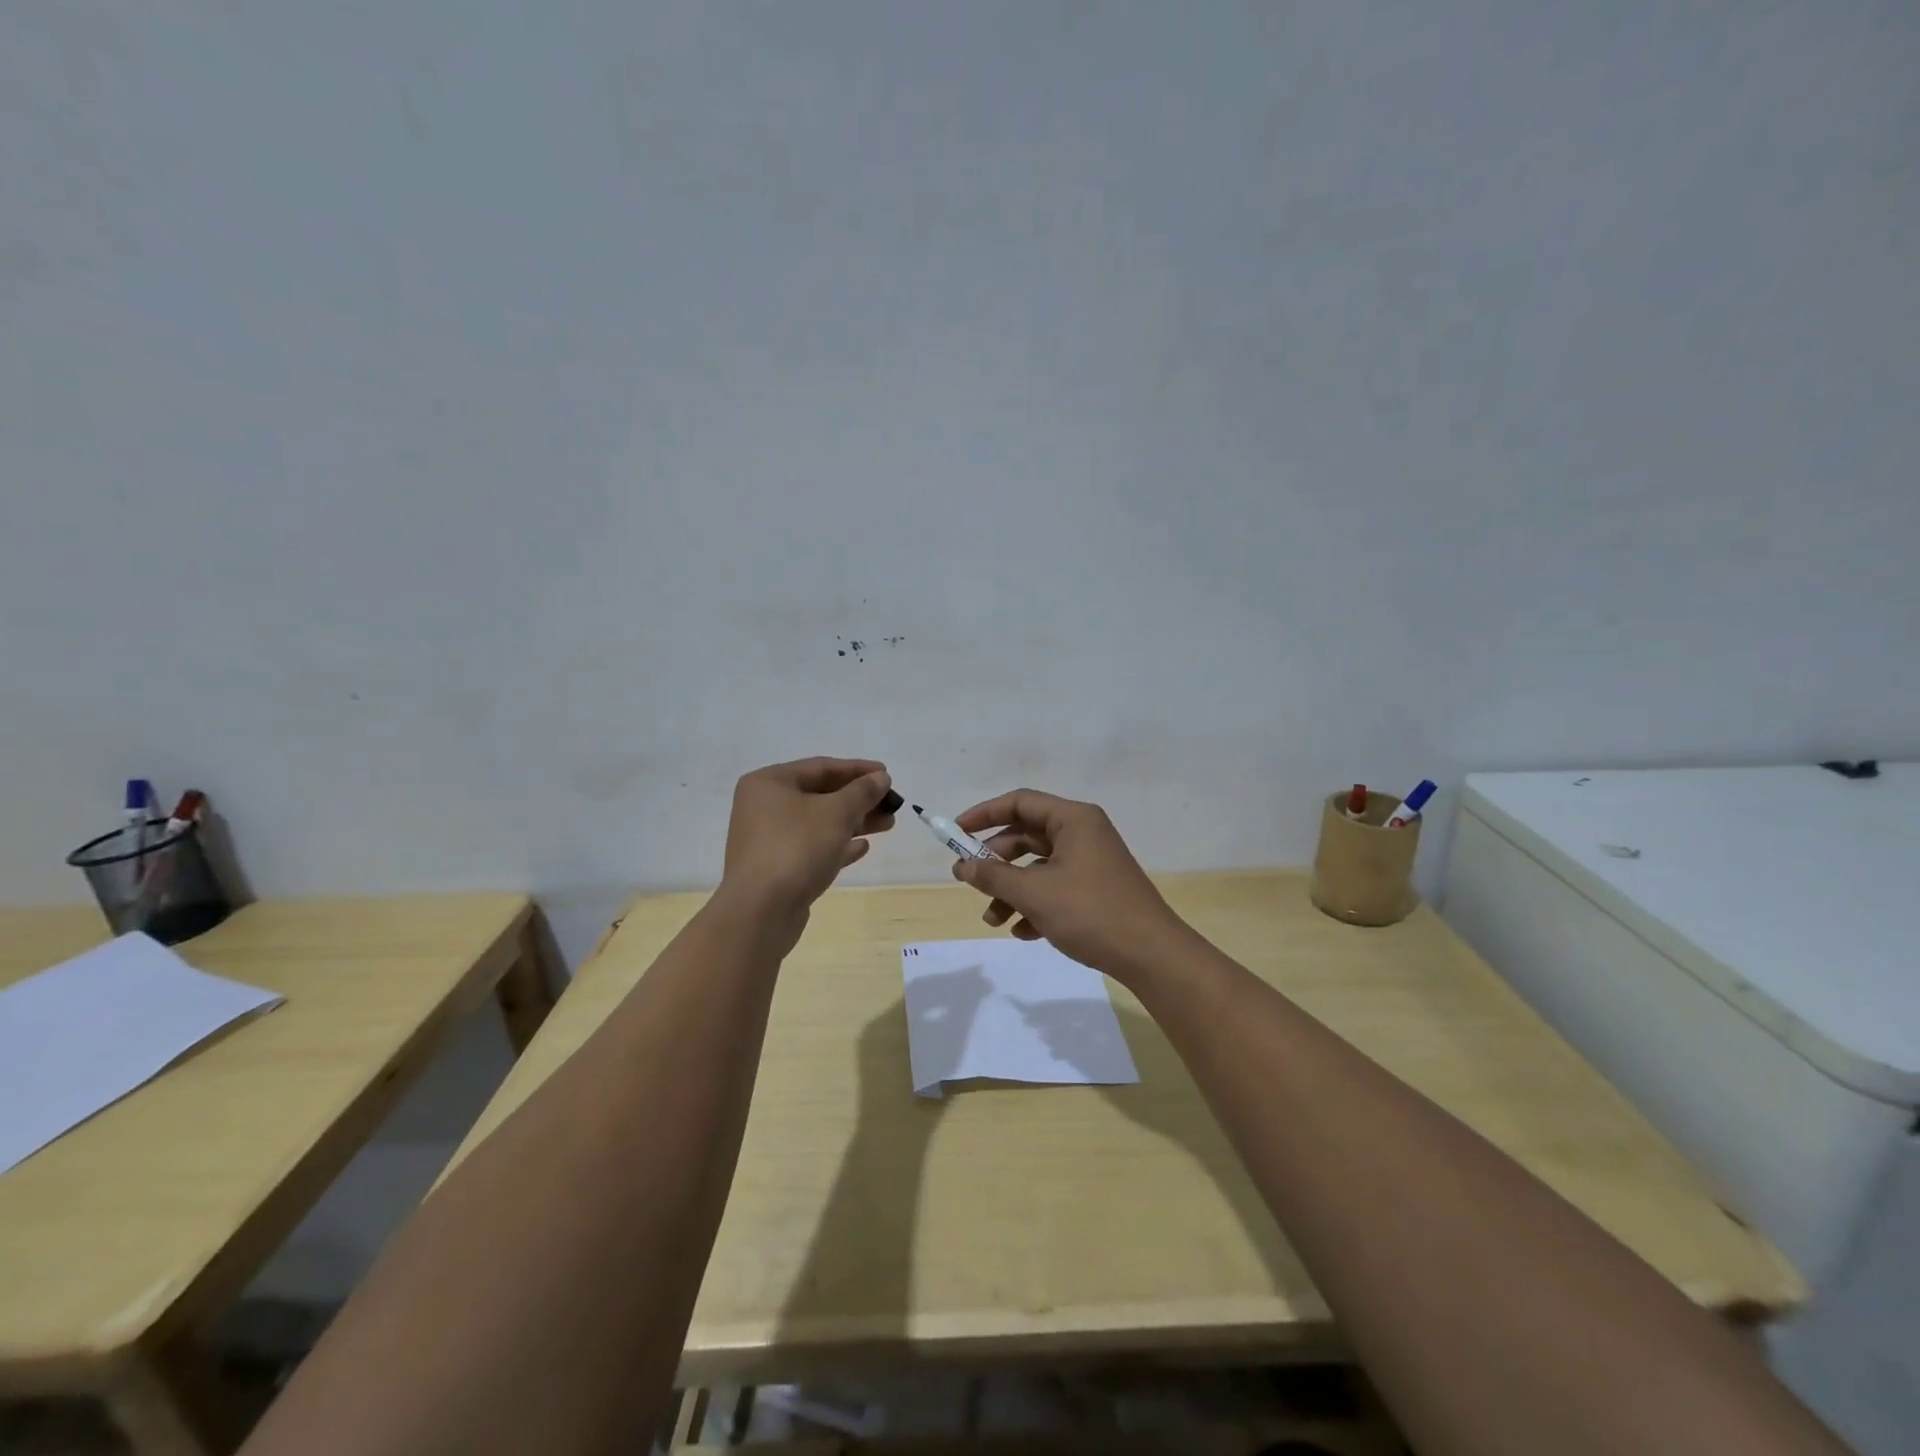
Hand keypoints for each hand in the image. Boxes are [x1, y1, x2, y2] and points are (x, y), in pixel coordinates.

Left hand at [720, 758, 895, 931]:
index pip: (821, 767)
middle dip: (859, 799)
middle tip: (892, 804)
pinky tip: (862, 848)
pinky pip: (812, 848)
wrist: (760, 912)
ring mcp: (768, 840)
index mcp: (769, 783)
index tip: (887, 775)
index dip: (857, 769)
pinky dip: (837, 845)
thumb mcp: (836, 813)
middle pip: (820, 795)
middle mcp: (764, 807)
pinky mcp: (776, 868)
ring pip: (819, 823)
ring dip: (854, 822)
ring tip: (888, 824)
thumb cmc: (796, 848)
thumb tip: (880, 777)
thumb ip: (862, 792)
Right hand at [948, 788, 1187, 981]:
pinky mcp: (1096, 890)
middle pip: (1026, 836)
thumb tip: (962, 867)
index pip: (1019, 802)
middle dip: (995, 862)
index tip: (955, 833)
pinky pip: (1055, 888)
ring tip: (993, 920)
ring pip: (1038, 867)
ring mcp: (1091, 862)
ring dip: (1012, 891)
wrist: (1151, 955)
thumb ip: (993, 877)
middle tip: (968, 881)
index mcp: (1073, 819)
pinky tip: (1023, 932)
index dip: (983, 814)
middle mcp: (1083, 833)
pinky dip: (1035, 905)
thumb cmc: (1090, 912)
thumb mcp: (1034, 894)